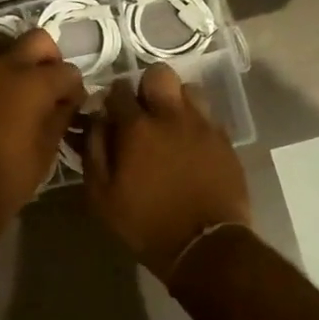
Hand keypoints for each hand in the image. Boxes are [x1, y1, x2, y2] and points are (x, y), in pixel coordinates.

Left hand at [0, 29, 84, 219]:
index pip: (68, 71)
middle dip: (49, 59)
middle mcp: (5, 64)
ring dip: (18, 63)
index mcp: (34, 81)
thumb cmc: (11, 173)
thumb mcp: (48, 147)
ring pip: (5, 48)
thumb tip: (67, 100)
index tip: (72, 106)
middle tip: (47, 86)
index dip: (74, 89)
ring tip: (18, 93)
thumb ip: (61, 114)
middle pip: (37, 40)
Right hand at [85, 63, 252, 282]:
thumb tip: (95, 121)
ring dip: (176, 101)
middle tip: (143, 111)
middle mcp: (171, 116)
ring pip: (189, 89)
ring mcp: (202, 126)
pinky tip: (190, 144)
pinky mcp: (225, 141)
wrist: (204, 245)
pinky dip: (196, 122)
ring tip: (170, 124)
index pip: (118, 88)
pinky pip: (208, 116)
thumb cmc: (145, 222)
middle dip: (147, 86)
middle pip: (159, 75)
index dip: (111, 96)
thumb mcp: (102, 195)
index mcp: (137, 127)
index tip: (109, 111)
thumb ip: (94, 150)